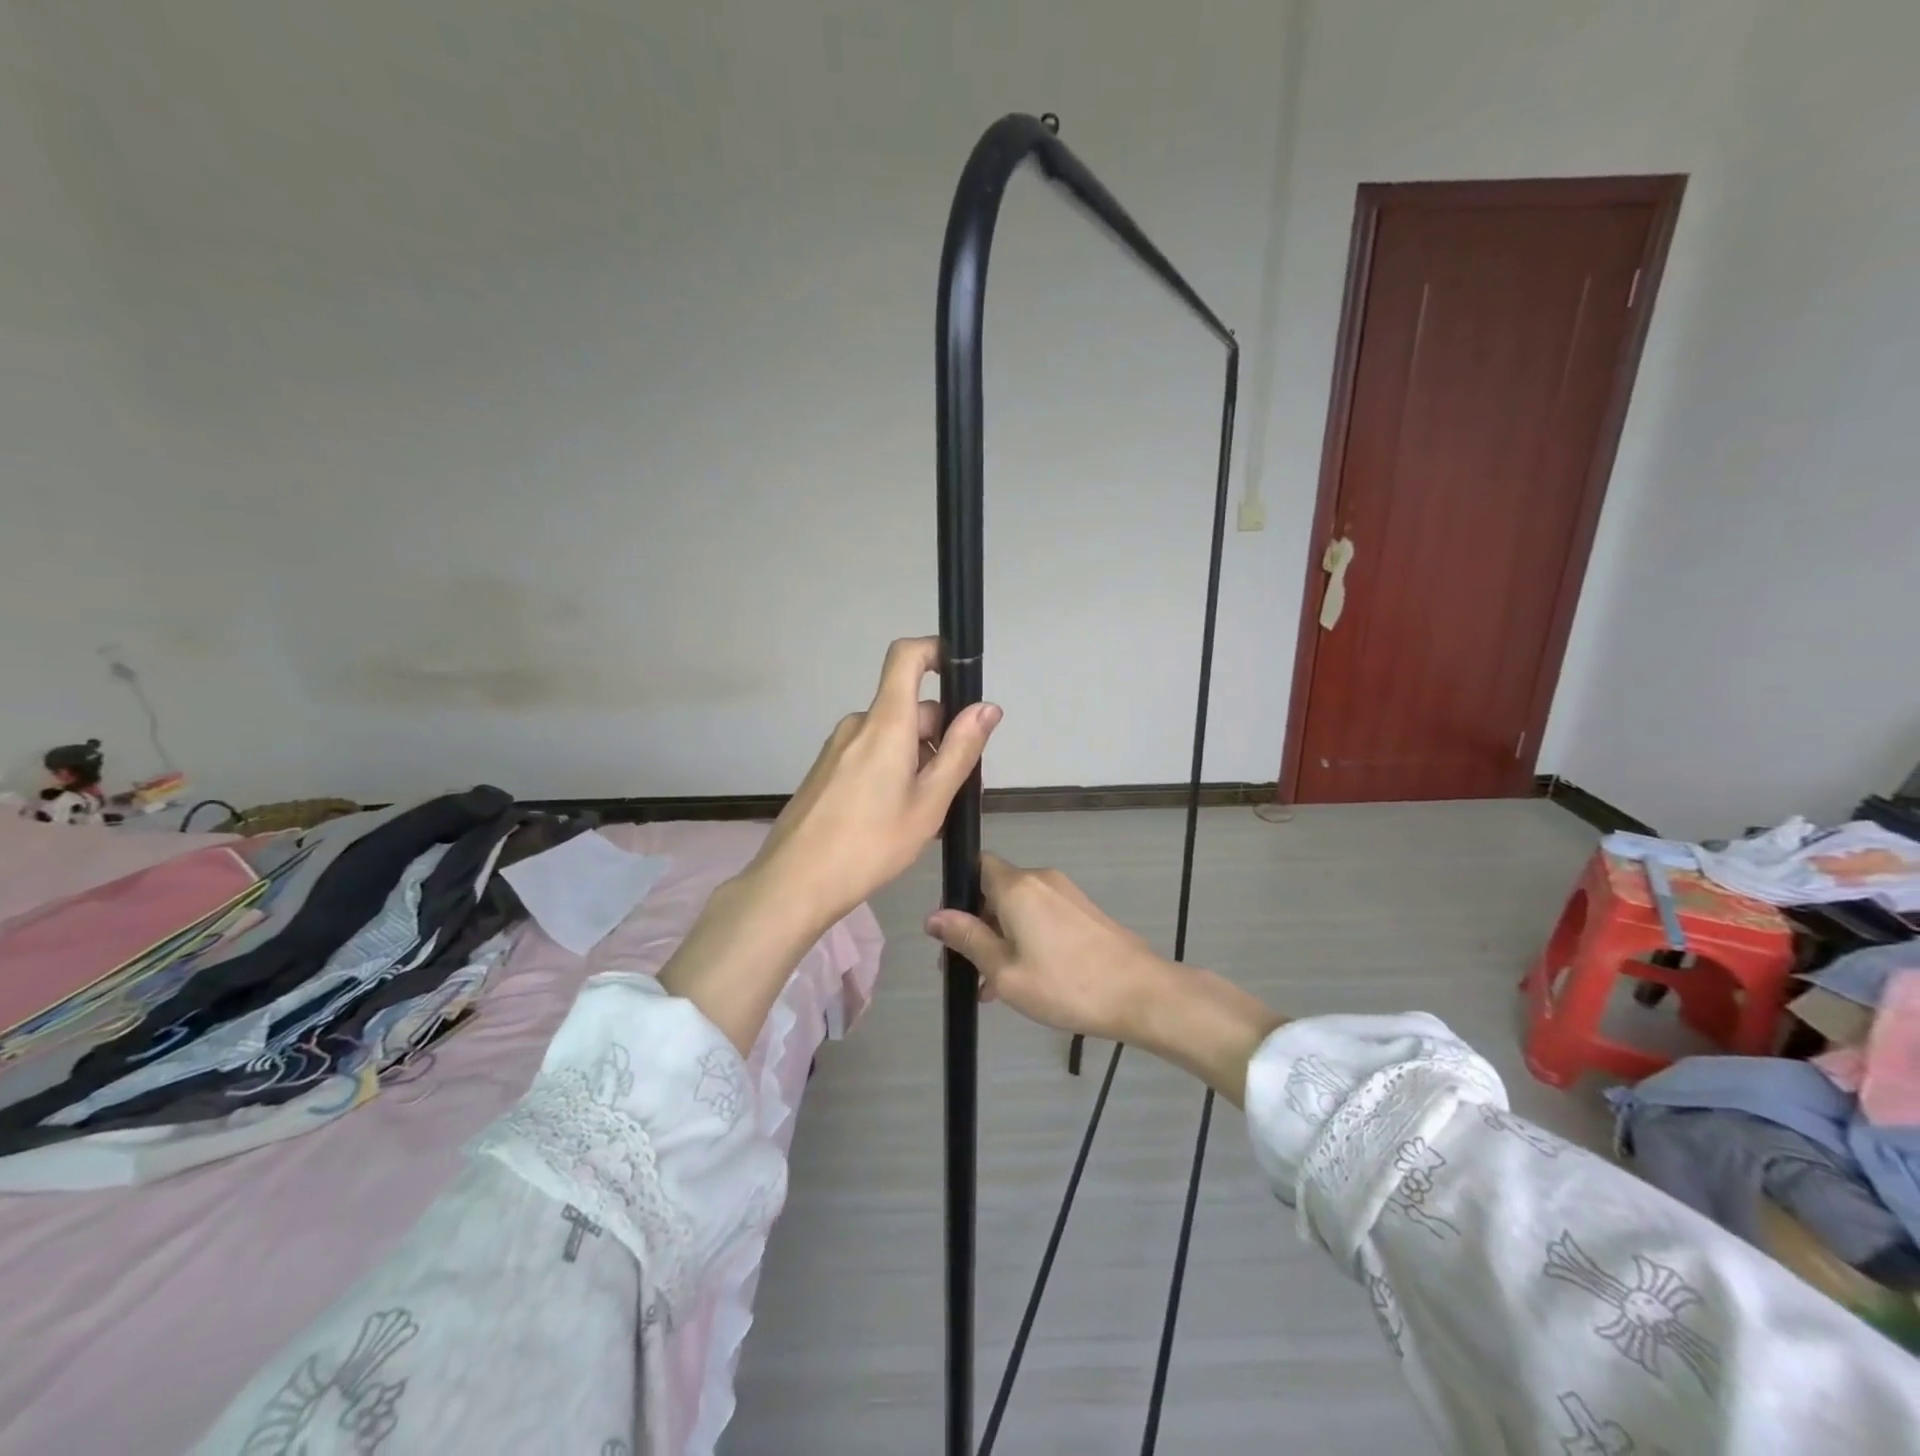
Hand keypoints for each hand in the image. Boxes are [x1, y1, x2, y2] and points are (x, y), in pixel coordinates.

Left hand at [751, 637, 1001, 925]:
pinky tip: (896, 819)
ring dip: (918, 760)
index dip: (935, 651)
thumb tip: (987, 708)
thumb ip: (960, 751)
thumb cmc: (872, 844)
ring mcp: (838, 748)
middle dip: (940, 736)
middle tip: (959, 788)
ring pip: (892, 736)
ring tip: (928, 814)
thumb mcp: (929, 802)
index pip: (906, 657)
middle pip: (909, 708)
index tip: (961, 675)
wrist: (796, 882)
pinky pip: (870, 755)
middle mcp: (858, 725)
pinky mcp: (826, 771)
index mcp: (885, 723)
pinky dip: (893, 772)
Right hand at [924, 853, 1285, 1107]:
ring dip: (1001, 939)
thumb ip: (967, 939)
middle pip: (996, 890)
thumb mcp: (1005, 971)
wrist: (1140, 993)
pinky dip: (1026, 939)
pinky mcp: (1083, 911)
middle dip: (978, 926)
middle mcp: (1040, 879)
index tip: (952, 933)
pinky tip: (1025, 980)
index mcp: (1017, 886)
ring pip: (1019, 908)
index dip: (958, 895)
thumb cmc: (1065, 985)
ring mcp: (1066, 894)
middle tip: (968, 970)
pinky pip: (1041, 917)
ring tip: (993, 988)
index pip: (976, 866)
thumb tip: (933, 916)